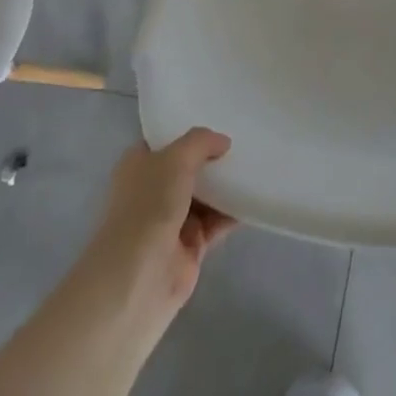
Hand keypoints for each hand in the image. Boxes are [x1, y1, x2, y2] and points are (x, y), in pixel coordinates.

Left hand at [87, 129, 236, 322]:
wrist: (138, 278)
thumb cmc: (148, 207)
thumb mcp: (175, 159)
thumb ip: (200, 143)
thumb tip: (223, 143)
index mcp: (139, 166)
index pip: (164, 141)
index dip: (187, 131)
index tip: (218, 117)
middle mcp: (153, 190)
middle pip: (188, 167)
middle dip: (212, 156)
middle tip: (245, 138)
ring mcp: (172, 219)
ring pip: (205, 194)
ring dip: (226, 183)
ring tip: (257, 162)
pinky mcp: (190, 246)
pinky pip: (217, 221)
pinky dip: (234, 211)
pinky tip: (255, 196)